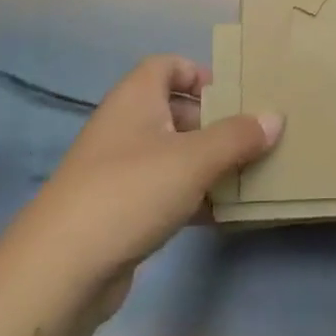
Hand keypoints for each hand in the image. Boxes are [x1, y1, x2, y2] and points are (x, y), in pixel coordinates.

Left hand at [21, 56, 279, 310]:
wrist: (61, 270)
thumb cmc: (130, 192)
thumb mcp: (194, 159)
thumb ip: (238, 137)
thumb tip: (274, 118)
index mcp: (135, 99)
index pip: (166, 66)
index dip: (199, 73)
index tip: (235, 93)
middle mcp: (125, 128)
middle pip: (175, 111)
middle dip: (215, 123)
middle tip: (254, 138)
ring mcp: (119, 172)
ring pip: (173, 155)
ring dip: (209, 164)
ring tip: (250, 175)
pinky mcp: (120, 212)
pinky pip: (165, 193)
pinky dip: (194, 198)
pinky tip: (225, 215)